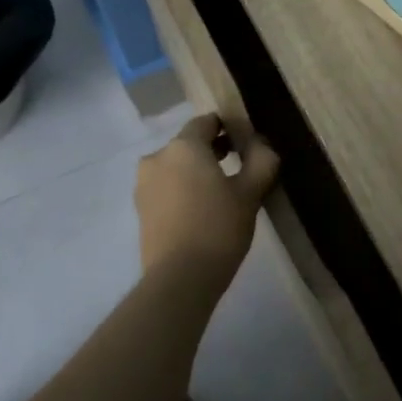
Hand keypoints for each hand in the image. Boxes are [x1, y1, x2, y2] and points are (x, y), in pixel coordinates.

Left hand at [136, 114, 280, 288]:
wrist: (180, 278)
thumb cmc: (218, 228)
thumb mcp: (250, 193)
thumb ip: (261, 160)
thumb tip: (261, 143)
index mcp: (183, 146)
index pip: (207, 122)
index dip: (228, 127)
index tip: (247, 143)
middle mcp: (158, 157)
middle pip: (189, 144)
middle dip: (213, 151)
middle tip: (240, 168)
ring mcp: (144, 184)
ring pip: (176, 167)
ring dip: (196, 172)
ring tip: (221, 194)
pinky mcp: (140, 209)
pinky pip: (166, 188)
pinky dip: (183, 190)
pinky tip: (201, 211)